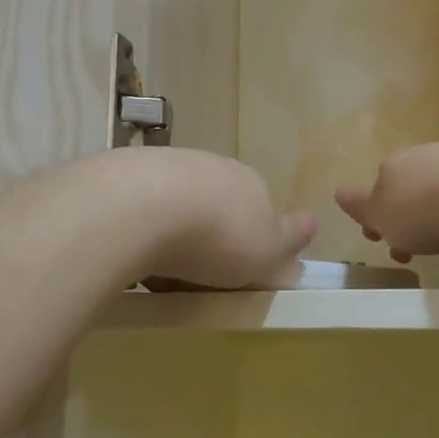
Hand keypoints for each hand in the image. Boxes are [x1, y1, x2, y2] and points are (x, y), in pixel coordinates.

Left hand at [136, 149, 314, 289]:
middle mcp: (211, 166)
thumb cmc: (219, 237)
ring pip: (175, 202)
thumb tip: (312, 222)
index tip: (234, 269)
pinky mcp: (126, 172)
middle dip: (206, 233)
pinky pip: (139, 206)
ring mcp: (167, 164)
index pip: (257, 206)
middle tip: (194, 273)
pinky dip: (138, 228)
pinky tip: (129, 252)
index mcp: (250, 182)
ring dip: (169, 231)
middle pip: (214, 202)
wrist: (145, 207)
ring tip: (156, 270)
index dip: (247, 238)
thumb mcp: (268, 250)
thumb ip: (290, 238)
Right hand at [336, 140, 438, 263]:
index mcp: (394, 166)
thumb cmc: (426, 210)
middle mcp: (427, 155)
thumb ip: (359, 205)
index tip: (382, 242)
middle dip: (410, 217)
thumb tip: (340, 192)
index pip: (376, 190)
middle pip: (411, 189)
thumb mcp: (380, 215)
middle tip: (416, 250)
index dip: (376, 218)